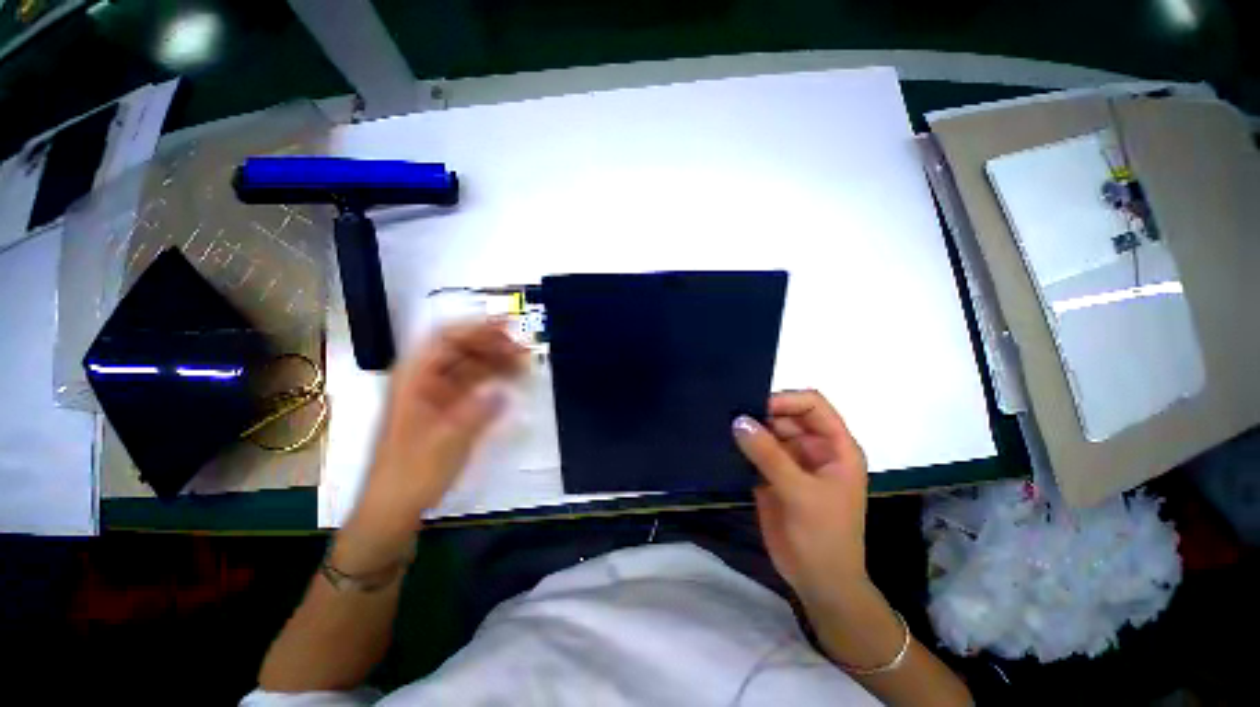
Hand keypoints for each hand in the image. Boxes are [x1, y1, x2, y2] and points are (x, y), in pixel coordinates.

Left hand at [339, 321, 523, 569]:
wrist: (392, 507)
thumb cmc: (412, 473)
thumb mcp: (447, 442)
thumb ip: (477, 413)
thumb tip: (504, 392)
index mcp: (413, 379)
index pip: (444, 339)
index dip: (476, 328)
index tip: (506, 327)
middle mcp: (423, 380)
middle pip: (460, 349)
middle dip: (492, 344)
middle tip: (523, 348)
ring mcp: (435, 394)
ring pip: (469, 366)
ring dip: (495, 361)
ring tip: (524, 362)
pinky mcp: (446, 409)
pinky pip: (472, 385)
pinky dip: (491, 380)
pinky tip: (510, 381)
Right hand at [733, 390, 870, 611]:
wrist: (818, 583)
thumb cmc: (824, 537)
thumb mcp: (801, 493)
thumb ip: (769, 455)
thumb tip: (739, 420)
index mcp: (835, 446)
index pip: (812, 405)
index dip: (786, 400)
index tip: (756, 407)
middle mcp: (813, 448)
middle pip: (785, 415)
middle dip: (760, 413)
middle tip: (729, 413)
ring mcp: (791, 461)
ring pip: (767, 432)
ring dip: (748, 429)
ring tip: (720, 424)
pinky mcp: (772, 475)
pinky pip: (755, 451)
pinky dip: (741, 446)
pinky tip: (722, 443)